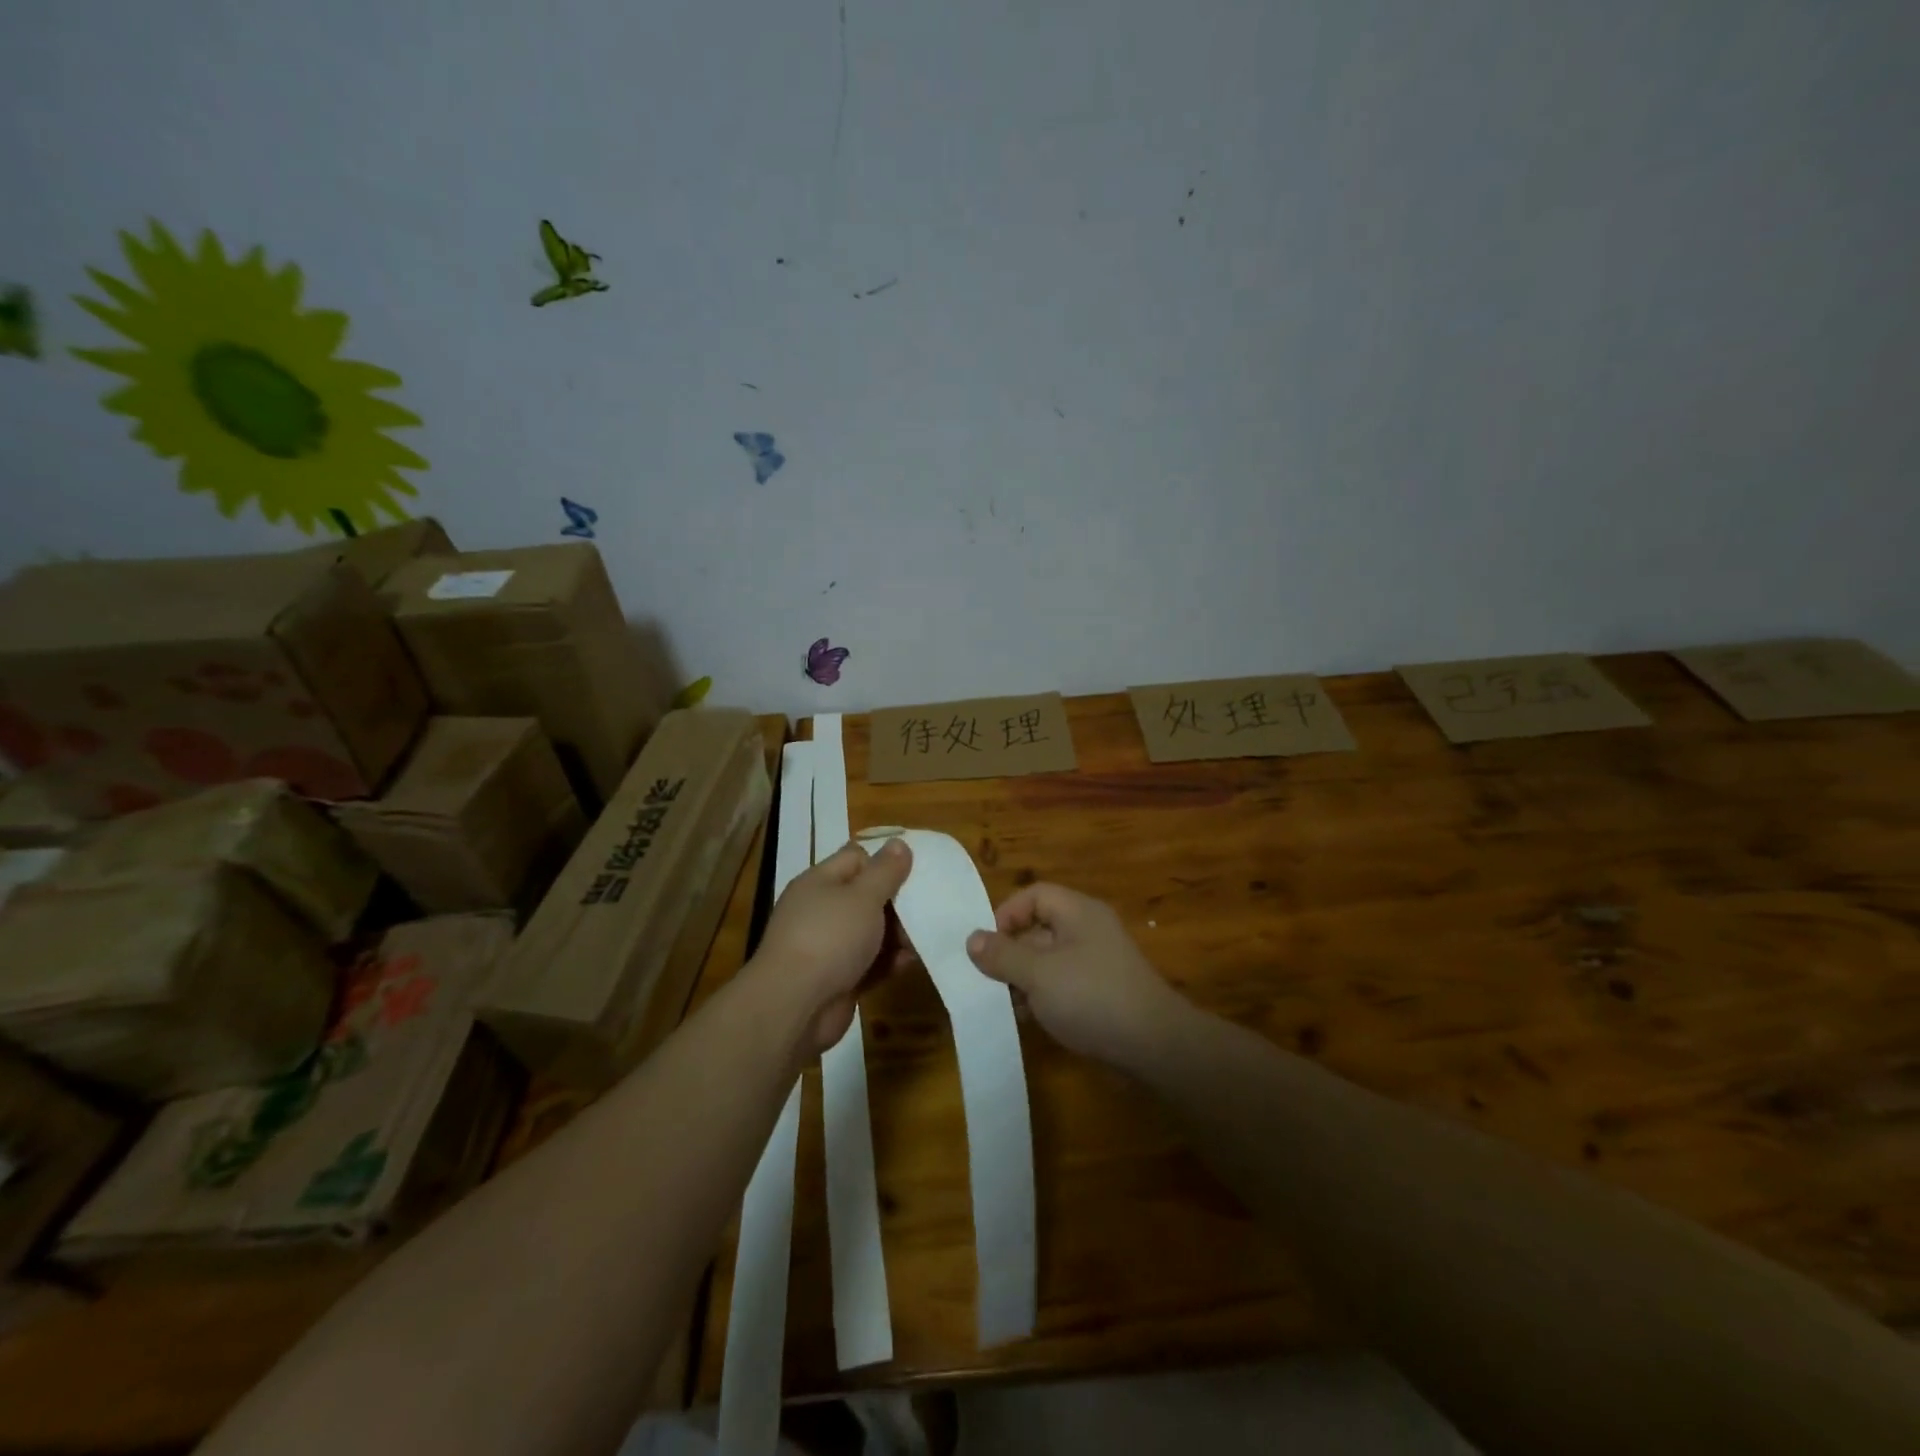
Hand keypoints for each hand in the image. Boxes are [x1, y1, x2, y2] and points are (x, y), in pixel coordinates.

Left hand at [752, 838, 913, 1055]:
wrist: (795, 1005)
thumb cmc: (830, 937)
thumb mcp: (863, 896)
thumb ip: (885, 871)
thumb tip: (899, 843)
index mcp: (820, 882)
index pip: (856, 858)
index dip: (884, 861)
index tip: (916, 870)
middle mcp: (821, 910)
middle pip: (865, 896)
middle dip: (897, 902)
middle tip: (928, 906)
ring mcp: (828, 947)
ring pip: (870, 932)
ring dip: (897, 935)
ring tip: (925, 937)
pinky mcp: (838, 979)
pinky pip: (869, 964)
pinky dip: (888, 962)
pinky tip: (909, 963)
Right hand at [966, 883, 1188, 1065]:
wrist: (1154, 1046)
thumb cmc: (1092, 997)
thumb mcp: (1038, 974)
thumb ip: (1003, 955)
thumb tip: (972, 938)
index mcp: (1078, 912)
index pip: (1034, 895)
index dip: (1007, 913)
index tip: (987, 945)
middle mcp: (1089, 931)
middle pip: (1039, 928)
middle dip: (1011, 952)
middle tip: (988, 980)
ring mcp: (1098, 963)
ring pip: (1049, 960)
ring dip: (1024, 979)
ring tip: (1004, 1004)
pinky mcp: (1102, 993)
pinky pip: (1064, 984)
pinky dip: (1044, 996)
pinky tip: (1029, 1019)